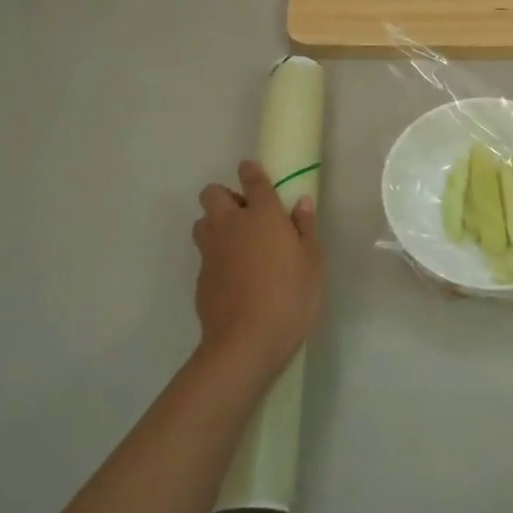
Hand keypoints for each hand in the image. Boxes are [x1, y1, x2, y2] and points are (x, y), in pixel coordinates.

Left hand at [191, 160, 323, 387]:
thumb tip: (301, 203)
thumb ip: (305, 228)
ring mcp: (211, 250)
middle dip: (225, 197)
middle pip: (212, 194)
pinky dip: (216, 255)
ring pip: (202, 222)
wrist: (246, 341)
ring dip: (215, 224)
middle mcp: (231, 225)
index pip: (252, 180)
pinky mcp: (200, 275)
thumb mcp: (312, 262)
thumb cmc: (290, 296)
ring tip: (237, 244)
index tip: (252, 171)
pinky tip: (234, 276)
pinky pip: (205, 253)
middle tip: (247, 216)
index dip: (251, 171)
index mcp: (263, 215)